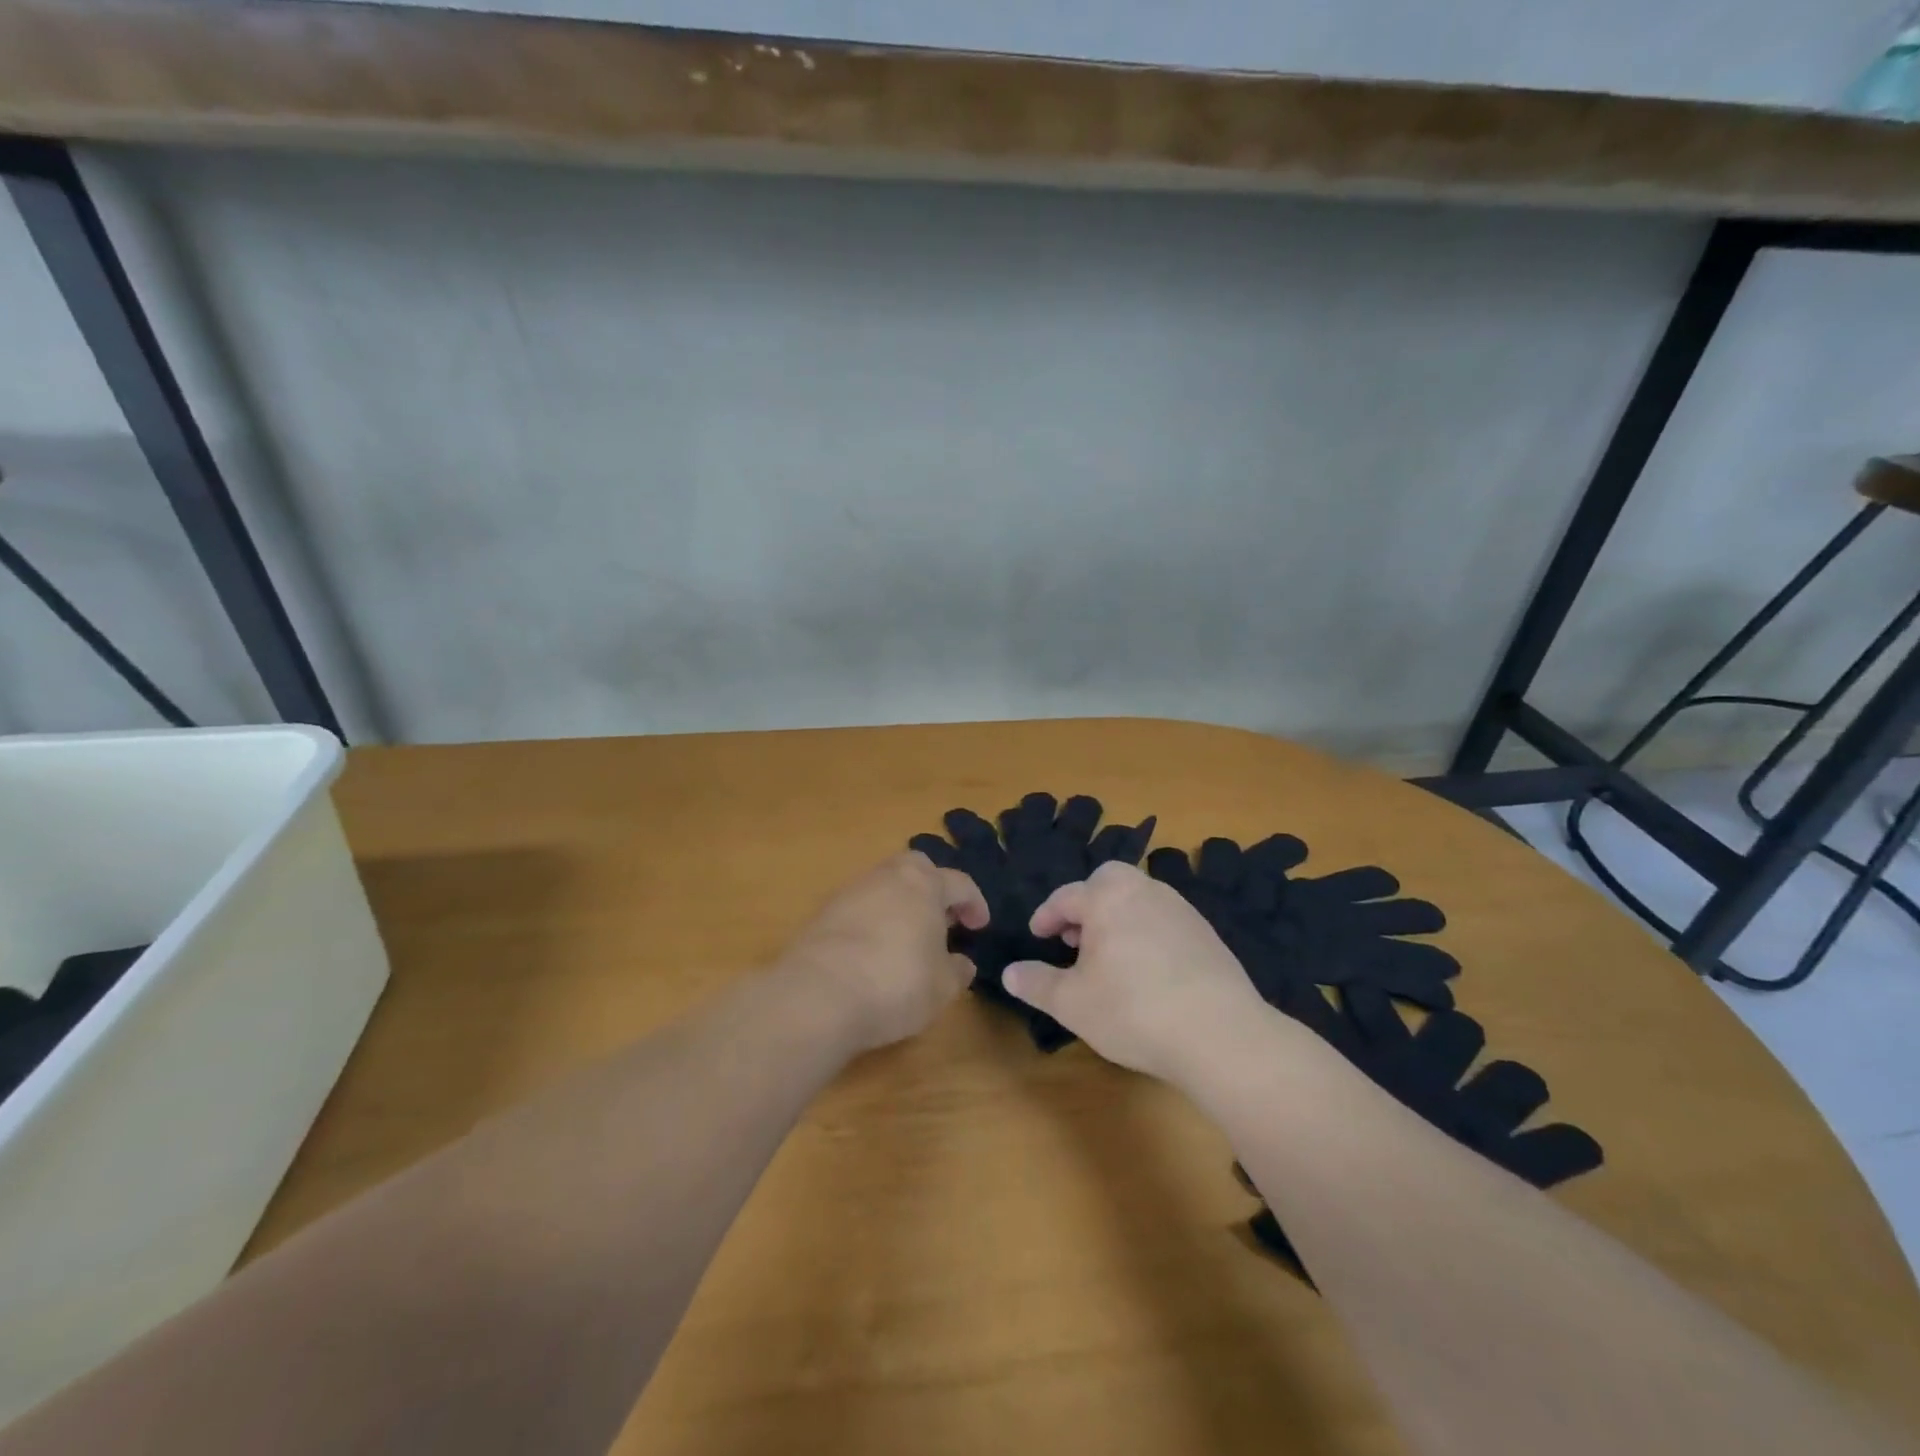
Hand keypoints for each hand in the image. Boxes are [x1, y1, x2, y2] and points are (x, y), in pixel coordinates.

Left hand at [779, 852, 988, 1054]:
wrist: (818, 994)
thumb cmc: (896, 983)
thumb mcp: (942, 987)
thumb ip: (957, 970)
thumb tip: (961, 963)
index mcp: (924, 884)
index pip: (959, 883)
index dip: (974, 904)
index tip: (980, 926)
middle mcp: (887, 876)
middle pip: (916, 869)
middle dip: (932, 888)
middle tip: (942, 920)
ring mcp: (850, 891)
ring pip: (884, 886)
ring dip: (900, 905)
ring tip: (908, 939)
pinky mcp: (823, 913)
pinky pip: (860, 908)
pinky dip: (873, 921)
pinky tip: (874, 952)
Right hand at [1002, 862, 1267, 1081]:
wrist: (1220, 1034)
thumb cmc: (1133, 1011)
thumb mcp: (1072, 1003)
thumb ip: (1037, 983)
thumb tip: (1009, 971)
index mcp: (1108, 898)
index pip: (1067, 896)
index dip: (1046, 916)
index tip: (1037, 935)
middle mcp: (1145, 892)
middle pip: (1108, 882)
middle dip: (1087, 904)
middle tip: (1075, 938)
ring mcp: (1181, 910)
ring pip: (1139, 899)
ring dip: (1117, 918)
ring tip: (1108, 956)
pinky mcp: (1207, 935)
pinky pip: (1164, 920)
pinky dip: (1146, 933)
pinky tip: (1146, 971)